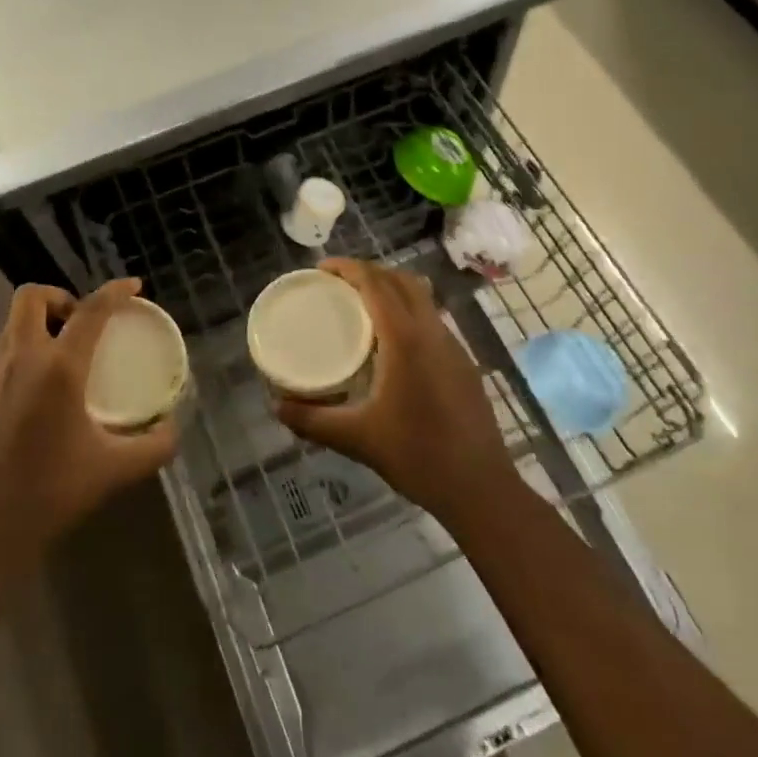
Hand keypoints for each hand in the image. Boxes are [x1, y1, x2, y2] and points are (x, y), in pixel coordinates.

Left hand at [0, 280, 177, 571]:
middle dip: (59, 298)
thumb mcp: (116, 470)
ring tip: (49, 354)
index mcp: (61, 368)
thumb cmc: (53, 494)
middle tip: (78, 323)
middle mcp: (21, 357)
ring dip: (32, 328)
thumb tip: (173, 427)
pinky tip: (10, 380)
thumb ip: (155, 445)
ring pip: (7, 325)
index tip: (133, 286)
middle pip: (32, 296)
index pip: (93, 310)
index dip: (115, 291)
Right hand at [276, 258, 515, 527]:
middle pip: (402, 280)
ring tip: (362, 308)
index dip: (347, 267)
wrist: (480, 488)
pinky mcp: (464, 364)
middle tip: (338, 284)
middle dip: (369, 271)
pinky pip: (432, 320)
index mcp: (406, 339)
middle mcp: (432, 332)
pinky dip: (408, 312)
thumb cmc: (417, 456)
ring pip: (422, 298)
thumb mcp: (357, 438)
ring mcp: (454, 346)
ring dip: (392, 289)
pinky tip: (392, 345)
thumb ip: (312, 420)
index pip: (376, 283)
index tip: (321, 269)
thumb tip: (277, 406)